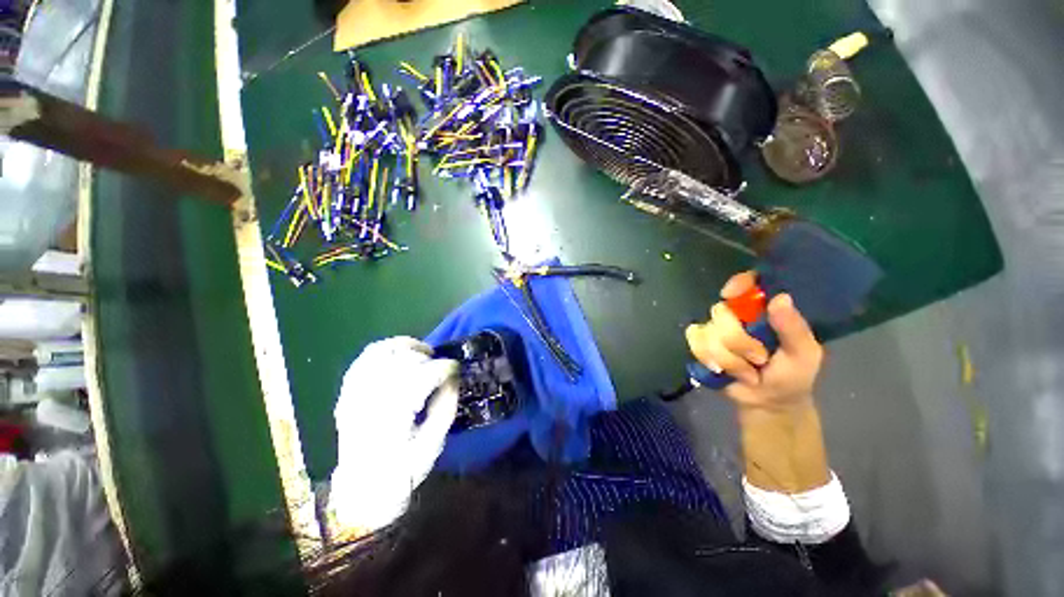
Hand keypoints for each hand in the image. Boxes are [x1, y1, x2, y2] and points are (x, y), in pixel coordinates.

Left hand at [328, 337, 458, 535]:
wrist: (361, 490)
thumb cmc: (403, 471)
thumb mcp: (433, 443)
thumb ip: (446, 405)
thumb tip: (453, 377)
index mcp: (393, 415)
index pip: (422, 376)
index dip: (443, 368)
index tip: (456, 368)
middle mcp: (370, 398)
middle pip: (402, 360)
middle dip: (426, 357)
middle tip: (439, 365)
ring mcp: (355, 393)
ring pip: (381, 352)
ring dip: (405, 347)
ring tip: (421, 352)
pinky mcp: (347, 392)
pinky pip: (364, 359)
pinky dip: (384, 350)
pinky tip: (398, 355)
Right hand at [685, 271, 823, 411]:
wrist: (767, 403)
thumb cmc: (792, 375)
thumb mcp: (803, 353)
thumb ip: (793, 328)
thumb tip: (781, 297)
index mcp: (763, 310)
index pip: (747, 283)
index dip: (736, 283)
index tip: (730, 294)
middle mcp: (737, 315)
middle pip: (720, 312)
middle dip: (738, 342)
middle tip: (759, 359)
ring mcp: (716, 329)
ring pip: (707, 332)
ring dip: (727, 358)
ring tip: (746, 373)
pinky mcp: (701, 344)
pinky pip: (694, 341)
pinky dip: (708, 358)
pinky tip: (721, 370)